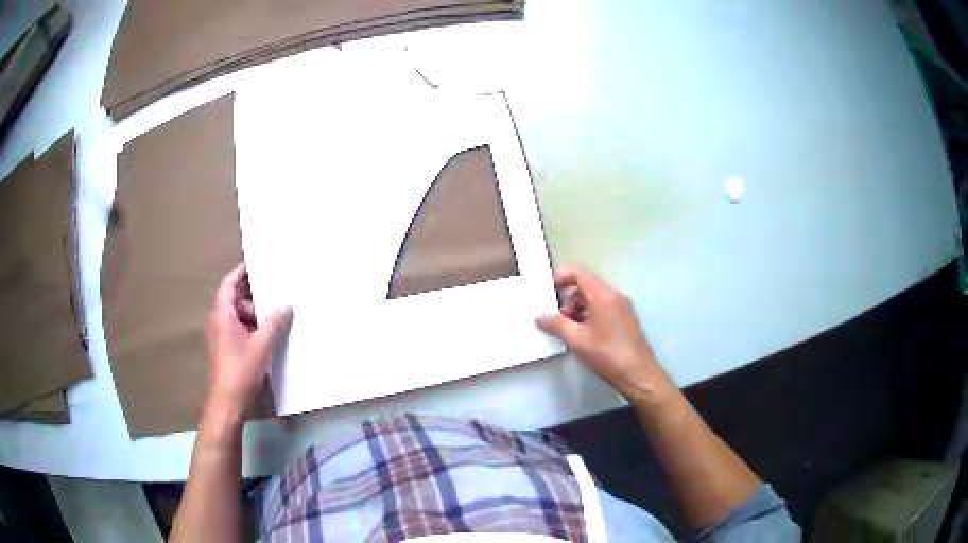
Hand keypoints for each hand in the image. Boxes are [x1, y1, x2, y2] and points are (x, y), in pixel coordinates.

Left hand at [205, 263, 292, 417]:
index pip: (229, 284)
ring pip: (235, 316)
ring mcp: (218, 336)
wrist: (226, 403)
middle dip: (251, 296)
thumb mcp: (261, 346)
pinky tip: (265, 335)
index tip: (255, 265)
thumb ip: (274, 323)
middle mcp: (217, 321)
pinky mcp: (223, 349)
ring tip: (273, 316)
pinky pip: (235, 329)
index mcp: (222, 314)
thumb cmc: (241, 370)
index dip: (240, 273)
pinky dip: (249, 327)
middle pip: (232, 299)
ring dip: (251, 314)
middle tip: (272, 292)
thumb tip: (286, 305)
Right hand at [536, 267, 672, 402]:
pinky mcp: (627, 320)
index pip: (580, 274)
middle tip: (557, 316)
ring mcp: (624, 308)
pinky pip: (605, 308)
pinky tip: (584, 335)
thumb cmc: (606, 354)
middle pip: (588, 286)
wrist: (638, 374)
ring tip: (569, 329)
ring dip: (580, 308)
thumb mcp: (576, 340)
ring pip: (597, 298)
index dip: (563, 278)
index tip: (550, 290)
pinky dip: (591, 314)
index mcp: (603, 296)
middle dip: (570, 298)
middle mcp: (616, 296)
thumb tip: (541, 317)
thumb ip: (556, 325)